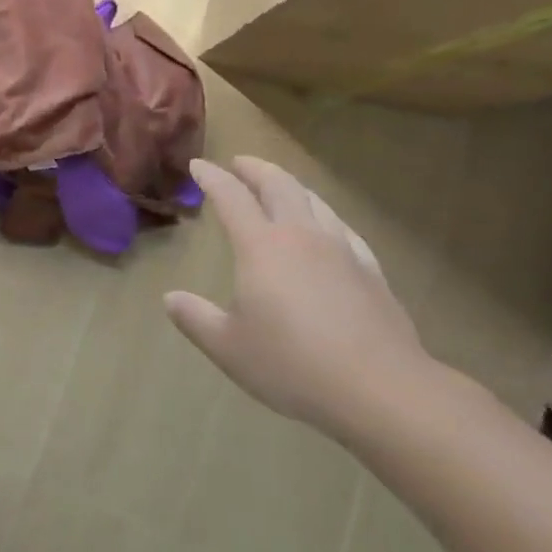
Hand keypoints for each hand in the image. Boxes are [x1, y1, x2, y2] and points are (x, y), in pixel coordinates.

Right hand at [164, 157, 435, 437]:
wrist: (381, 389)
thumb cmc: (292, 364)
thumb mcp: (228, 347)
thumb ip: (195, 318)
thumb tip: (170, 298)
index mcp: (261, 247)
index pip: (231, 197)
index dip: (211, 177)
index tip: (197, 164)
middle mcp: (301, 236)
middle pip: (278, 185)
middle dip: (255, 169)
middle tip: (239, 163)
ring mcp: (341, 250)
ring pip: (314, 201)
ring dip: (291, 186)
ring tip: (280, 186)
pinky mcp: (371, 271)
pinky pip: (344, 229)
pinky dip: (325, 216)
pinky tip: (328, 228)